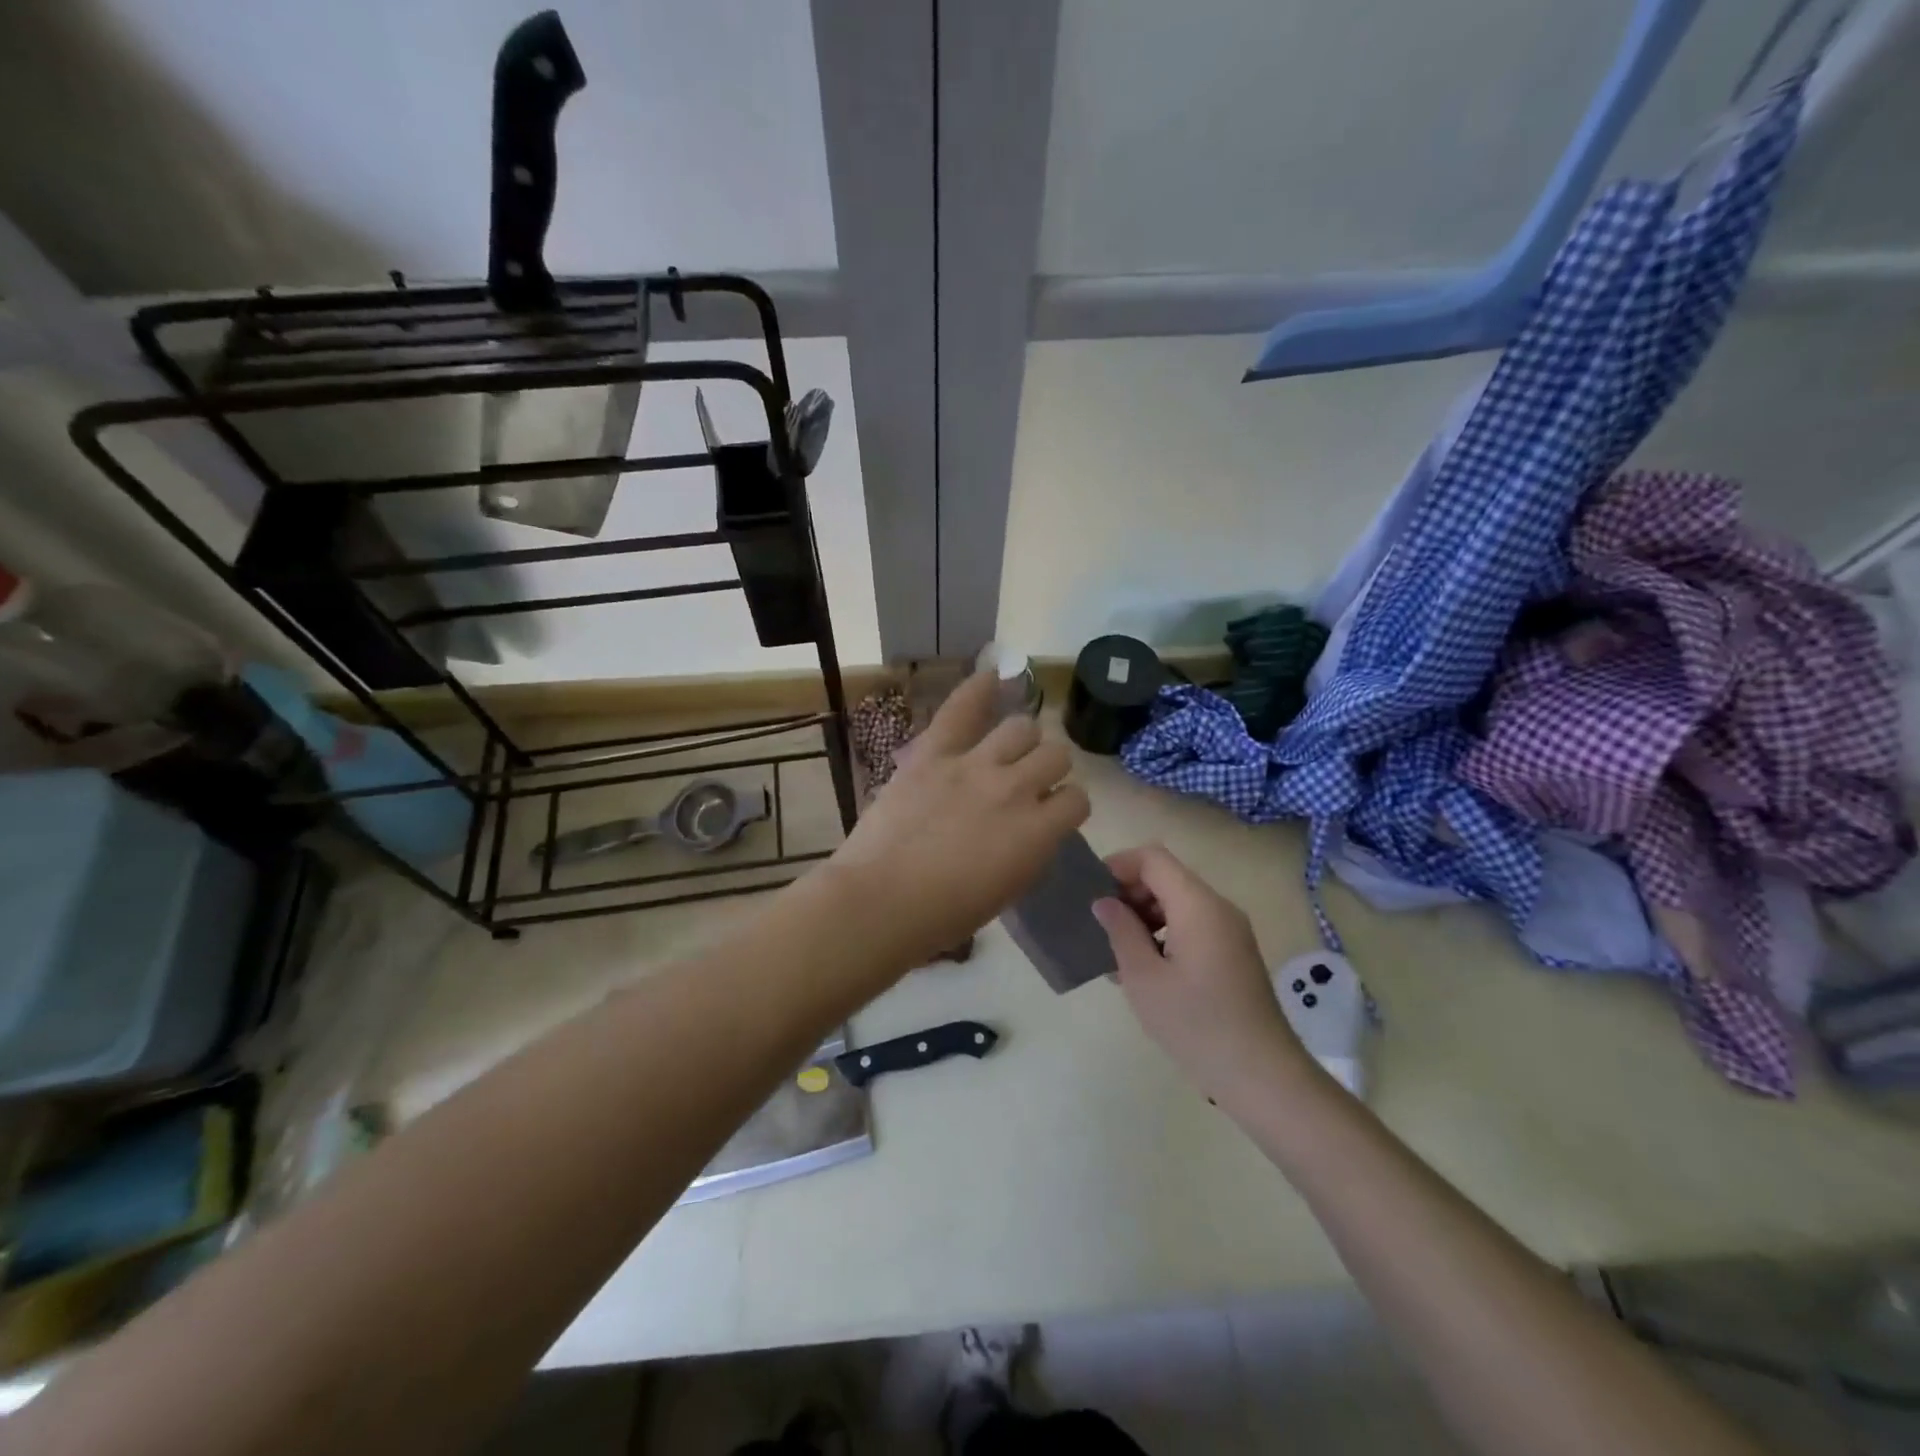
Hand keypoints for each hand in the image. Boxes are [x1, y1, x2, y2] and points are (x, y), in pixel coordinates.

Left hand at [829, 671, 1090, 967]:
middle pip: (1055, 754)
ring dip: (1022, 739)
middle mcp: (1016, 789)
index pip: (1077, 800)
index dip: (1066, 806)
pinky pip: (963, 709)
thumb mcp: (1007, 890)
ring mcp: (975, 765)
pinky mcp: (934, 754)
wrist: (881, 900)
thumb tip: (1035, 828)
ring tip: (1006, 749)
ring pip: (1022, 727)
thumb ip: (1031, 850)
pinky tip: (992, 677)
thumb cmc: (944, 914)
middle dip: (1048, 768)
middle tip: (1027, 782)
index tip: (1050, 815)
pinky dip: (979, 689)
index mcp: (1038, 834)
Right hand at [1092, 846, 1313, 1103]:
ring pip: (1178, 903)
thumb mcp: (1144, 978)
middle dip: (1129, 893)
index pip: (1153, 858)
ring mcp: (1230, 931)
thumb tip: (1105, 902)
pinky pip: (1192, 925)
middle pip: (1167, 878)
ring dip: (1144, 917)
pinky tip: (1144, 970)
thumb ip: (1121, 931)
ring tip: (1116, 953)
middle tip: (1100, 927)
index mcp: (1198, 905)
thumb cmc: (1195, 1024)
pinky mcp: (1234, 953)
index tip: (1091, 892)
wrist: (1261, 1075)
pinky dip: (1164, 934)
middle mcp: (1218, 908)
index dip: (1118, 865)